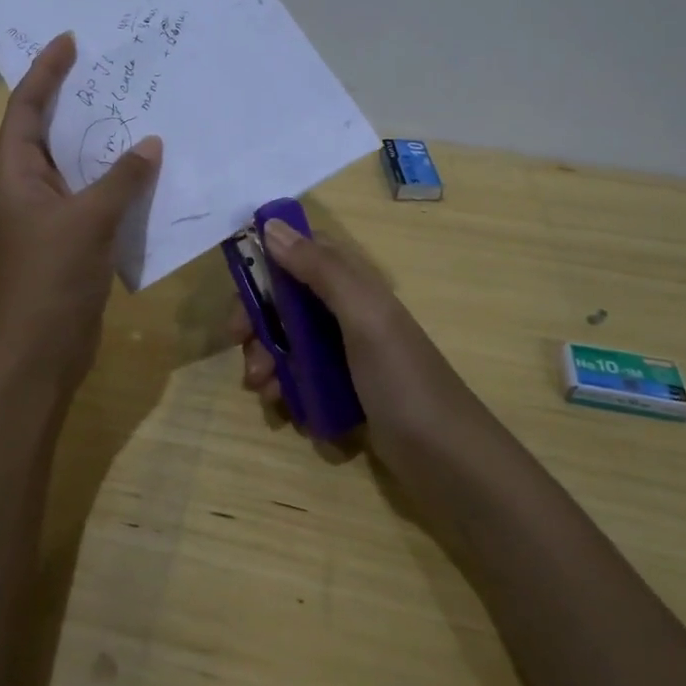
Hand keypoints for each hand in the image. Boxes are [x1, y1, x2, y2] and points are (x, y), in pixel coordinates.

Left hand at [0, 33, 163, 388]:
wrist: (43, 348)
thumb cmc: (52, 276)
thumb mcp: (89, 219)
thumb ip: (122, 178)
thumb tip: (150, 143)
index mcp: (16, 173)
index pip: (26, 108)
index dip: (45, 71)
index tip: (70, 40)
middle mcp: (27, 186)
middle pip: (49, 130)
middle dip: (76, 99)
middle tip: (111, 70)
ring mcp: (49, 214)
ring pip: (76, 164)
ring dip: (102, 140)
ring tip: (136, 110)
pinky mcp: (71, 238)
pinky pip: (94, 194)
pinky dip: (117, 179)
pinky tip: (147, 170)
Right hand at [229, 219, 479, 464]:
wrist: (446, 458)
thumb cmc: (401, 379)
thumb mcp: (362, 316)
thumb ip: (319, 269)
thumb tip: (270, 226)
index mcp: (355, 286)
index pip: (302, 254)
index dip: (267, 264)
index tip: (238, 290)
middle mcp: (348, 313)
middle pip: (287, 301)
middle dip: (259, 322)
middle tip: (241, 347)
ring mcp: (347, 353)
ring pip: (289, 341)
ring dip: (267, 359)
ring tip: (264, 389)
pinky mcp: (344, 389)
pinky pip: (301, 377)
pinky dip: (285, 387)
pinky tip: (284, 408)